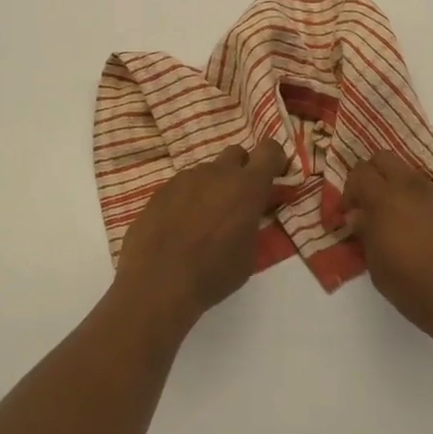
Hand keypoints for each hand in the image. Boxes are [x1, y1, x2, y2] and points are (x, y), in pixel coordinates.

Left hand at [115, 141, 285, 328]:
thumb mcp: (249, 255)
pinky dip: (188, 198)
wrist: (157, 283)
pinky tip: (179, 226)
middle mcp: (217, 173)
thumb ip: (253, 224)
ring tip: (204, 220)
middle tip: (238, 199)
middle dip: (242, 170)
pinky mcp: (161, 190)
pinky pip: (183, 185)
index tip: (274, 176)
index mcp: (246, 187)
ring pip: (207, 171)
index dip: (275, 159)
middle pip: (237, 153)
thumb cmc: (213, 273)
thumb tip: (248, 215)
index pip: (270, 150)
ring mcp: (186, 178)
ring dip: (212, 187)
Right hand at [345, 152, 432, 348]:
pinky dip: (427, 207)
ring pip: (413, 177)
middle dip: (374, 175)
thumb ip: (365, 233)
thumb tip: (358, 214)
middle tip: (372, 205)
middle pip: (385, 159)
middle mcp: (413, 188)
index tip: (352, 212)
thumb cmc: (415, 289)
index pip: (360, 171)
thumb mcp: (378, 267)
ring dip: (402, 191)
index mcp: (386, 200)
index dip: (351, 189)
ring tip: (404, 223)